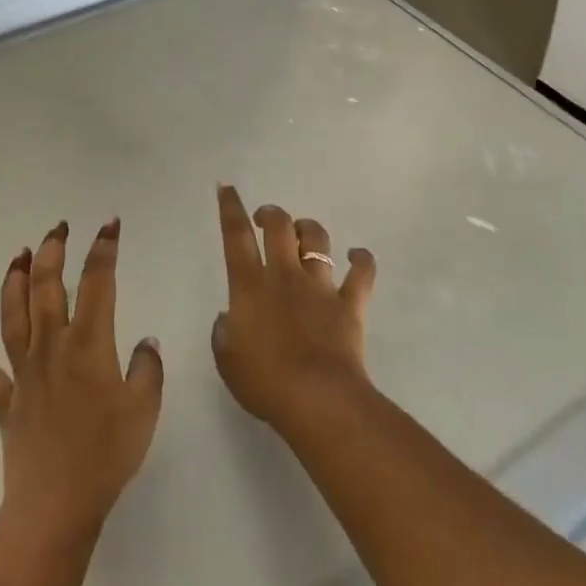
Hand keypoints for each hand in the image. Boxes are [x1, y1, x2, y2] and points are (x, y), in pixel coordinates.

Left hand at [0, 218, 164, 540]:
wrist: (56, 505)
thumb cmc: (107, 454)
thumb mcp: (144, 408)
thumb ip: (147, 368)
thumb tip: (145, 342)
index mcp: (89, 344)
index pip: (97, 283)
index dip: (103, 250)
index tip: (109, 226)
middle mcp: (52, 347)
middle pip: (47, 287)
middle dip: (53, 251)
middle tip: (59, 227)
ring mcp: (24, 372)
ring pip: (13, 316)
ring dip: (14, 281)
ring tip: (19, 255)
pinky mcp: (5, 401)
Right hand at [211, 185, 376, 437]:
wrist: (316, 397)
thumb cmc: (264, 381)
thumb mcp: (227, 359)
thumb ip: (224, 332)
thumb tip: (229, 317)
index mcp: (249, 286)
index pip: (236, 236)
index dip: (230, 208)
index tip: (227, 187)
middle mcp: (284, 275)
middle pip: (279, 227)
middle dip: (271, 214)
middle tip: (266, 218)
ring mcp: (319, 286)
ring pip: (317, 240)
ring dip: (309, 229)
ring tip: (304, 232)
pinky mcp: (349, 303)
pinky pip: (361, 273)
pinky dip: (361, 261)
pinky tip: (357, 256)